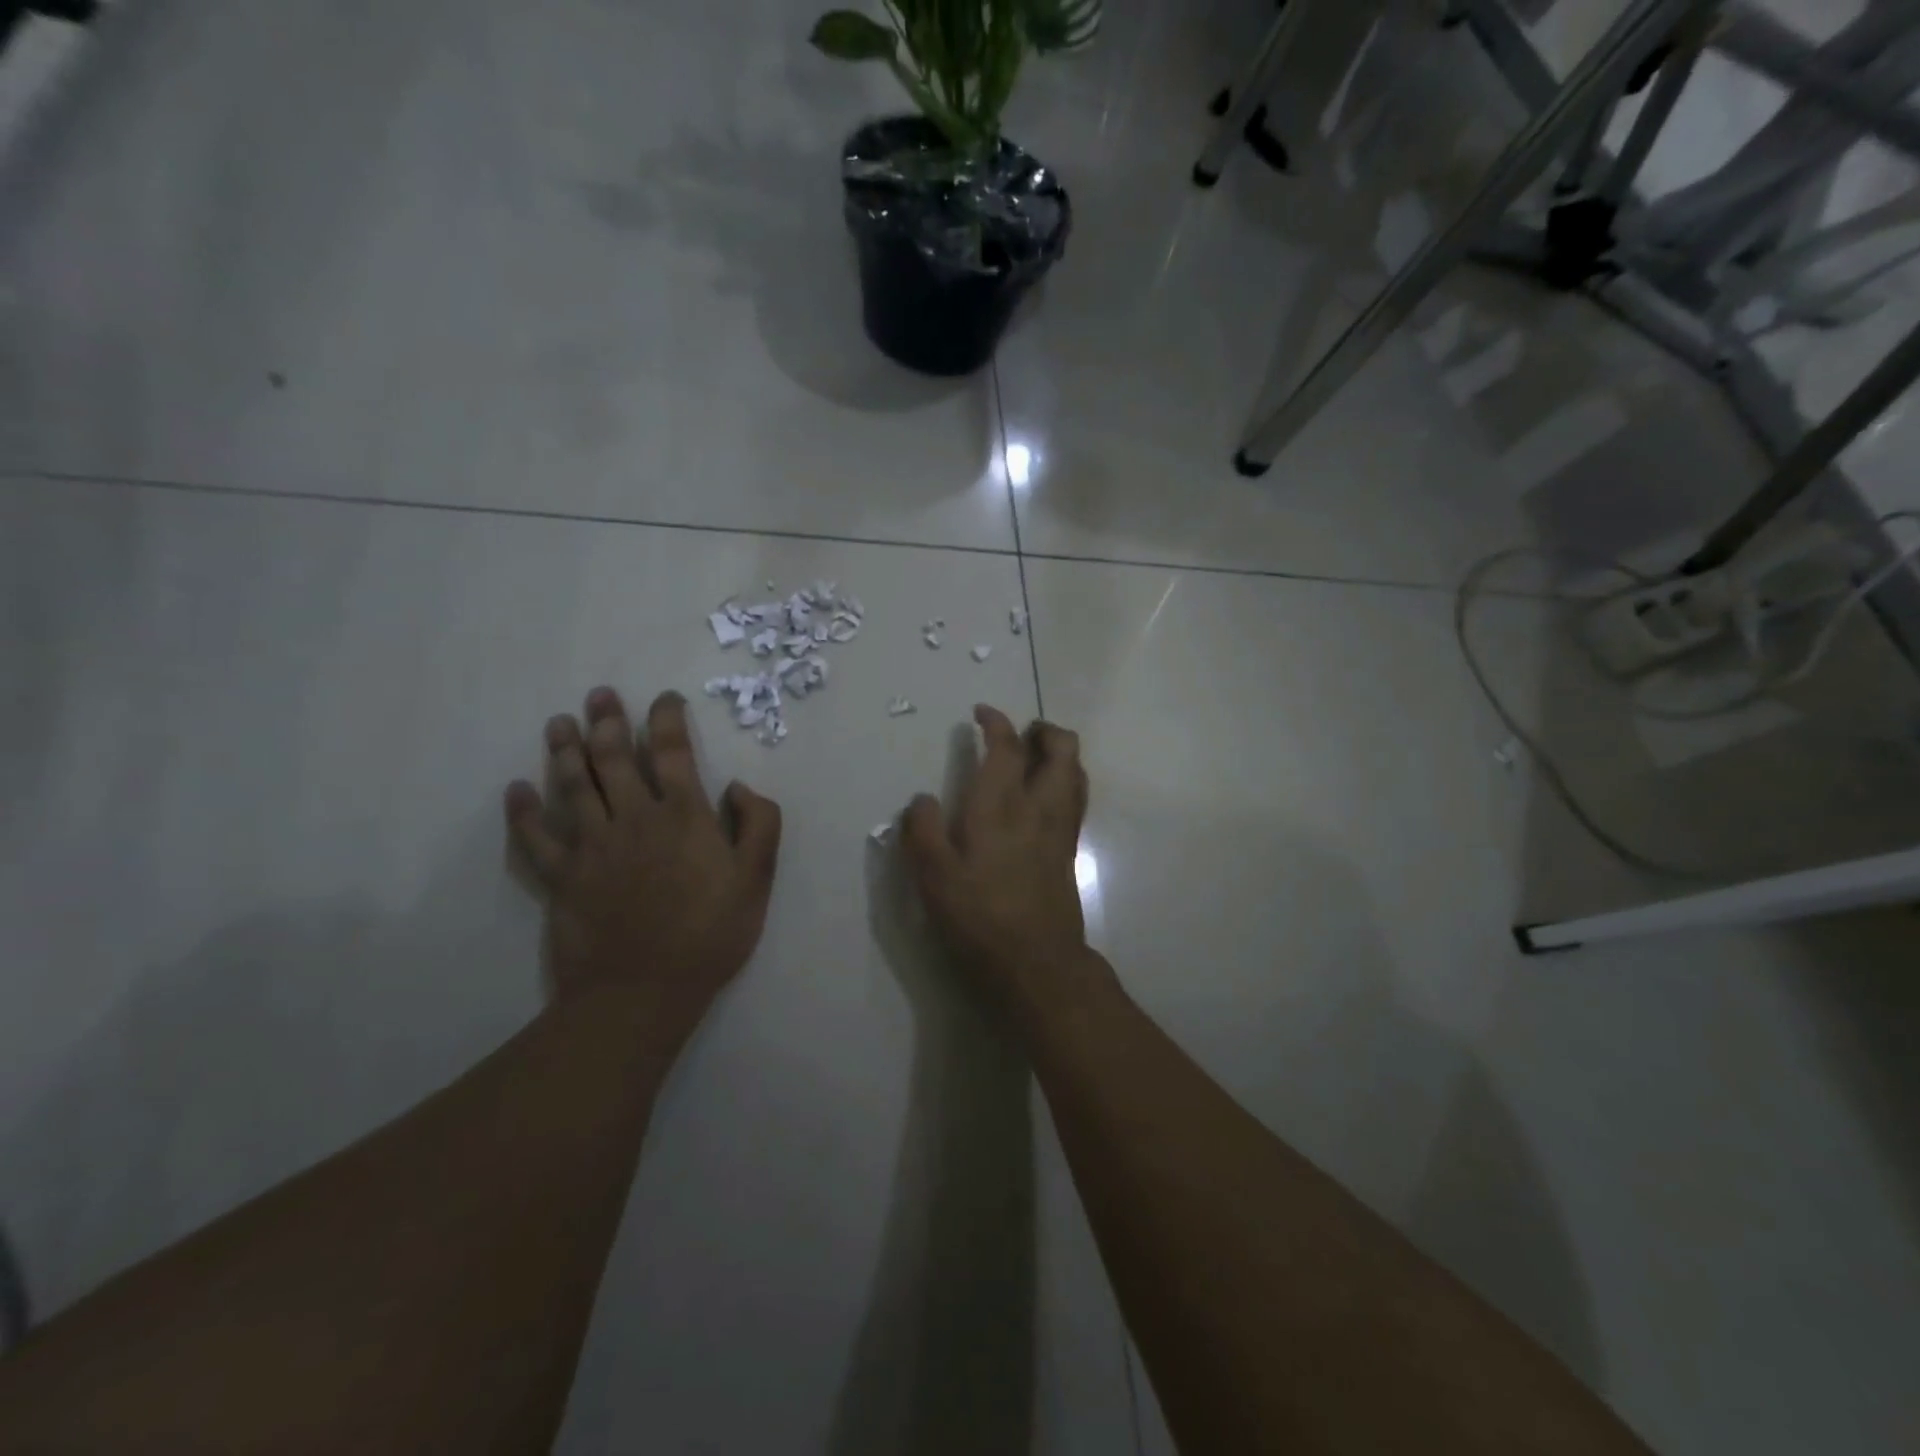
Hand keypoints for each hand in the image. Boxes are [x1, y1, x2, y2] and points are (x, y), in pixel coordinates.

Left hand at [505, 687, 781, 1046]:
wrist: (643, 991)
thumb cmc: (709, 934)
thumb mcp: (757, 879)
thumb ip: (759, 825)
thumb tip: (736, 787)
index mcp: (683, 815)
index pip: (673, 751)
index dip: (667, 718)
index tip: (664, 699)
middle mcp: (634, 818)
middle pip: (614, 758)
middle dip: (607, 721)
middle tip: (599, 695)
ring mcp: (592, 846)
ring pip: (573, 785)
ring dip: (565, 750)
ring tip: (559, 722)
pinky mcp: (562, 877)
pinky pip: (536, 838)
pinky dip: (523, 812)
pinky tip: (516, 789)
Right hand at [902, 704, 1101, 1020]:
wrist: (1037, 963)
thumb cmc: (980, 917)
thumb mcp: (934, 878)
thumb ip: (923, 831)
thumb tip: (922, 799)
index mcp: (1000, 806)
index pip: (1007, 748)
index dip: (997, 722)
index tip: (982, 712)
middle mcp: (1039, 808)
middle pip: (1062, 749)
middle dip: (1045, 731)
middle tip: (1022, 732)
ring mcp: (1061, 829)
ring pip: (1076, 772)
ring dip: (1061, 754)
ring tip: (1036, 757)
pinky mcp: (1070, 851)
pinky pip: (1076, 799)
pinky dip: (1066, 781)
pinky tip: (1045, 798)